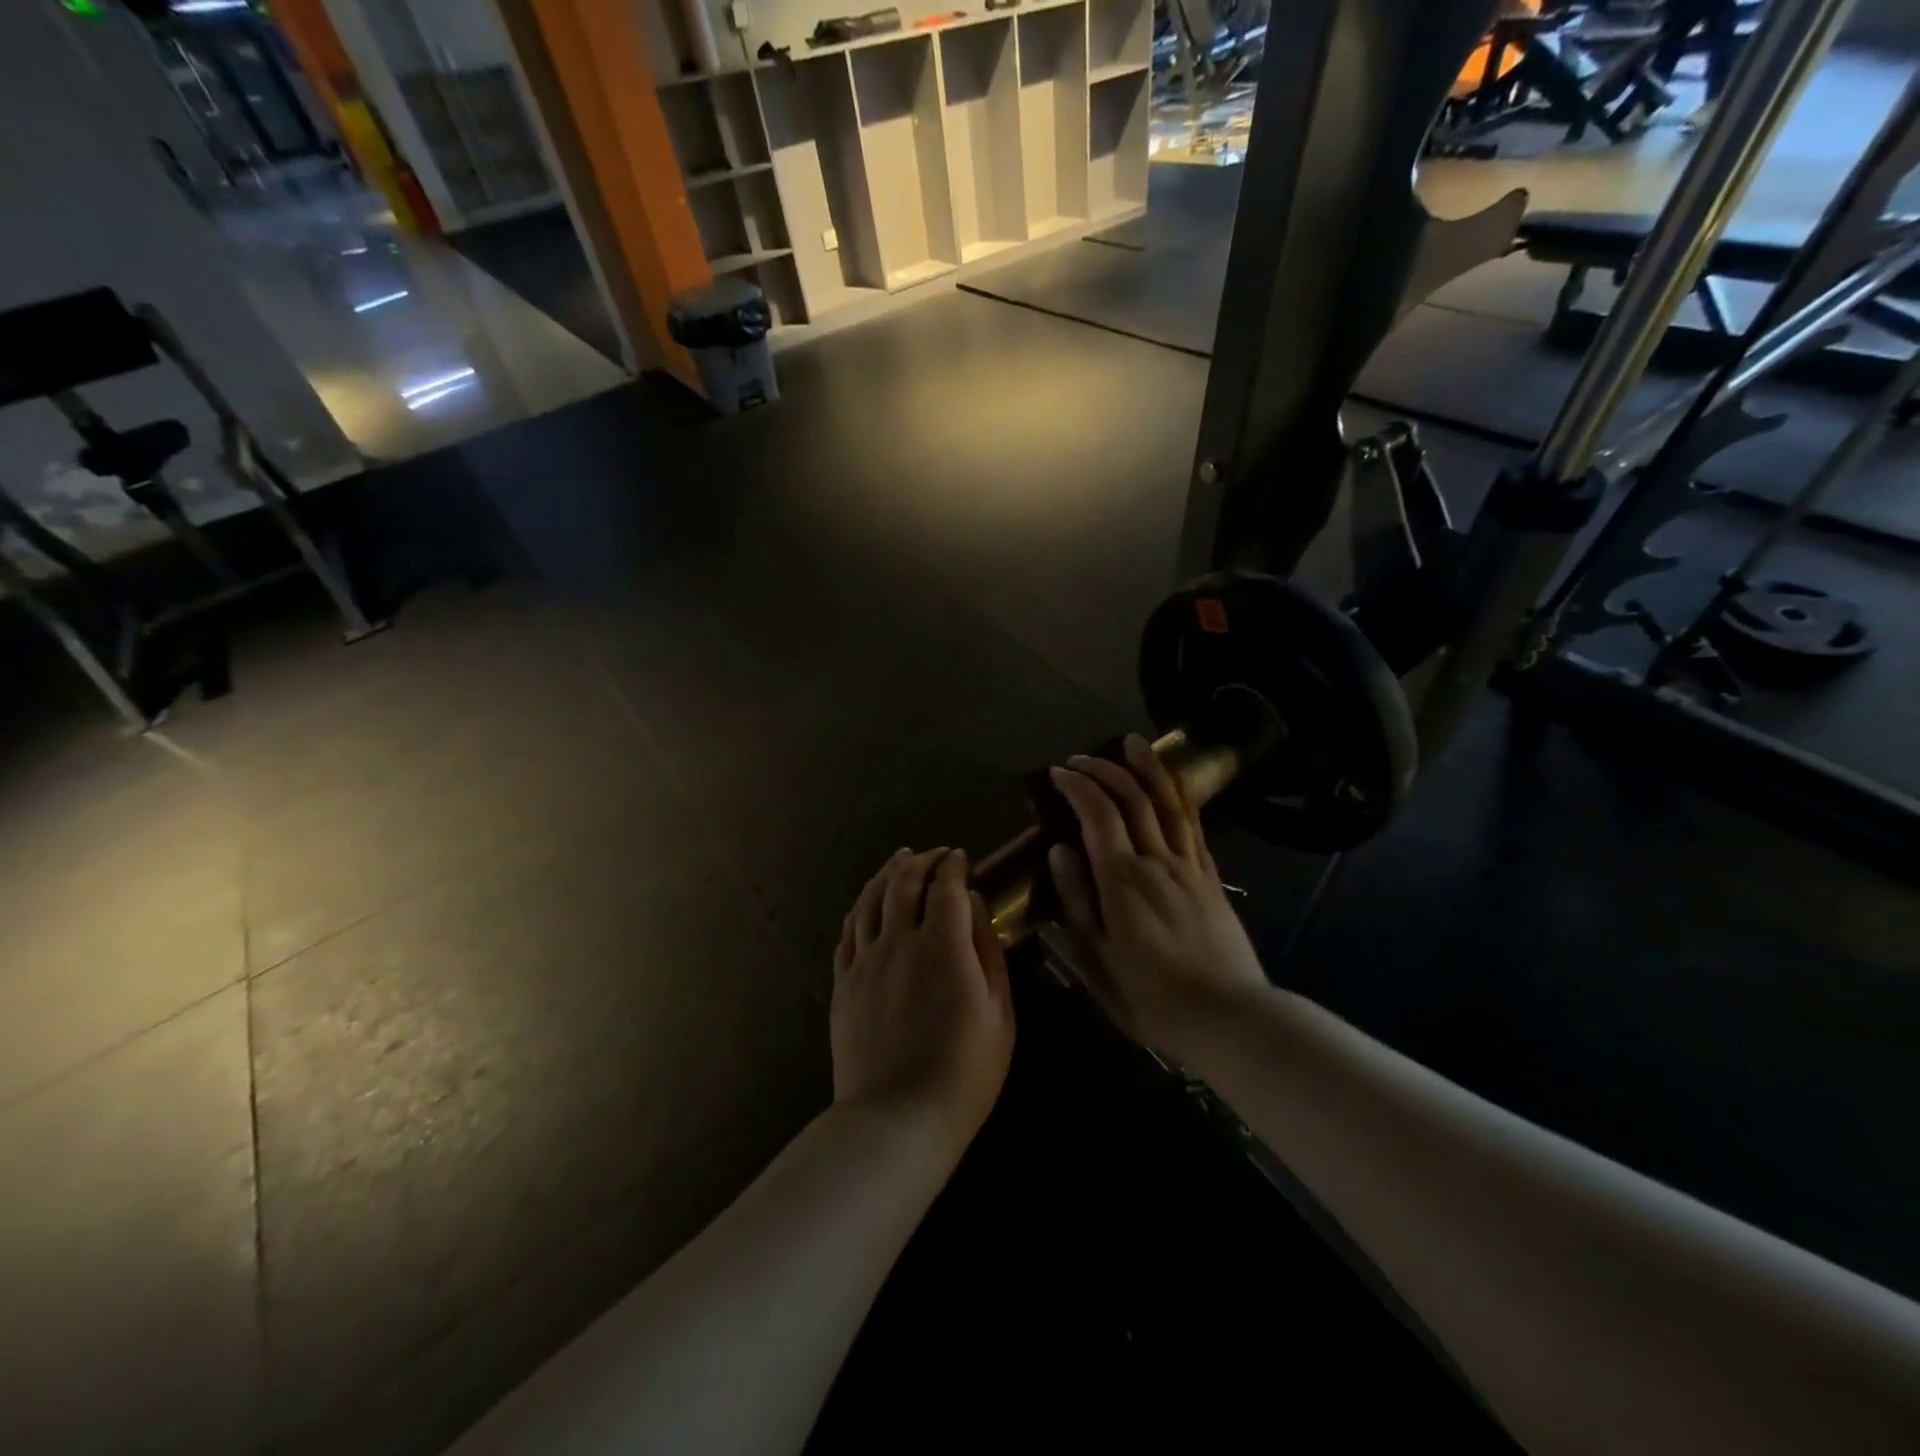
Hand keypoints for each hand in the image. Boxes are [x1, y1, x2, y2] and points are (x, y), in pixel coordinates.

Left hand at [832, 848, 1014, 1156]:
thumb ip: (987, 950)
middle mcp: (898, 940)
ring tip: (898, 861)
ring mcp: (864, 960)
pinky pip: (848, 932)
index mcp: (942, 944)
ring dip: (886, 874)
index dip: (953, 866)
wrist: (897, 1118)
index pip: (945, 886)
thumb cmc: (964, 1071)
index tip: (960, 857)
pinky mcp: (843, 983)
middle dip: (920, 861)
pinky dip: (860, 908)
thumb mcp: (998, 1012)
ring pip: (870, 900)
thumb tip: (975, 905)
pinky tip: (867, 905)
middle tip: (932, 854)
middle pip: (903, 883)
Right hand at [1046, 734, 1270, 1051]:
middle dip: (1104, 770)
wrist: (1230, 1018)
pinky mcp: (1211, 877)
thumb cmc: (1152, 998)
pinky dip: (1178, 797)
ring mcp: (1189, 866)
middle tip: (1080, 759)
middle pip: (1132, 798)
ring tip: (1133, 742)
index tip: (1058, 772)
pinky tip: (1171, 788)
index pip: (1098, 814)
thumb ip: (1077, 902)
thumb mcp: (1098, 960)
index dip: (1077, 786)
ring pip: (1168, 802)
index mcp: (1123, 880)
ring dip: (1148, 768)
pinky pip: (1194, 825)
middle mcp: (1157, 861)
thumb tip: (1058, 851)